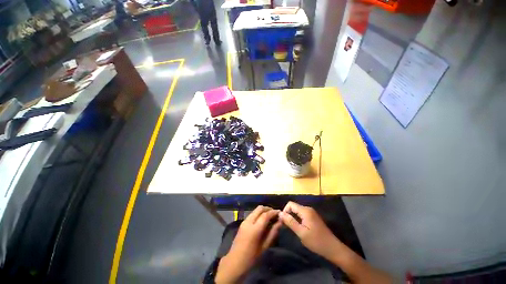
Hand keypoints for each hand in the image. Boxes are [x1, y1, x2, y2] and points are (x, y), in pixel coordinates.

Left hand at [215, 206, 281, 283]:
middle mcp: (249, 221)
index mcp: (254, 229)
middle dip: (268, 209)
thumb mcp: (265, 246)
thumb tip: (280, 222)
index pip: (265, 215)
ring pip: (256, 210)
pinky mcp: (242, 222)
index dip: (273, 212)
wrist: (235, 262)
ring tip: (270, 216)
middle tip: (275, 213)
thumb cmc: (251, 257)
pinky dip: (259, 213)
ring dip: (263, 210)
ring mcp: (244, 221)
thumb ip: (273, 233)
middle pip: (260, 208)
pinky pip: (252, 213)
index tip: (280, 212)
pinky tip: (263, 219)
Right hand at [279, 201, 341, 260]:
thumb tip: (280, 213)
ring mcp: (311, 213)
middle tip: (287, 226)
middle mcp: (308, 209)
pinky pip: (302, 214)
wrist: (333, 248)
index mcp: (305, 211)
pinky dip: (298, 219)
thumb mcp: (301, 233)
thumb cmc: (316, 241)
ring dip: (293, 217)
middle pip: (294, 207)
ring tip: (292, 228)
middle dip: (288, 214)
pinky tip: (299, 228)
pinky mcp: (313, 217)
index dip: (285, 211)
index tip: (283, 222)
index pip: (290, 204)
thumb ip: (290, 222)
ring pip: (297, 211)